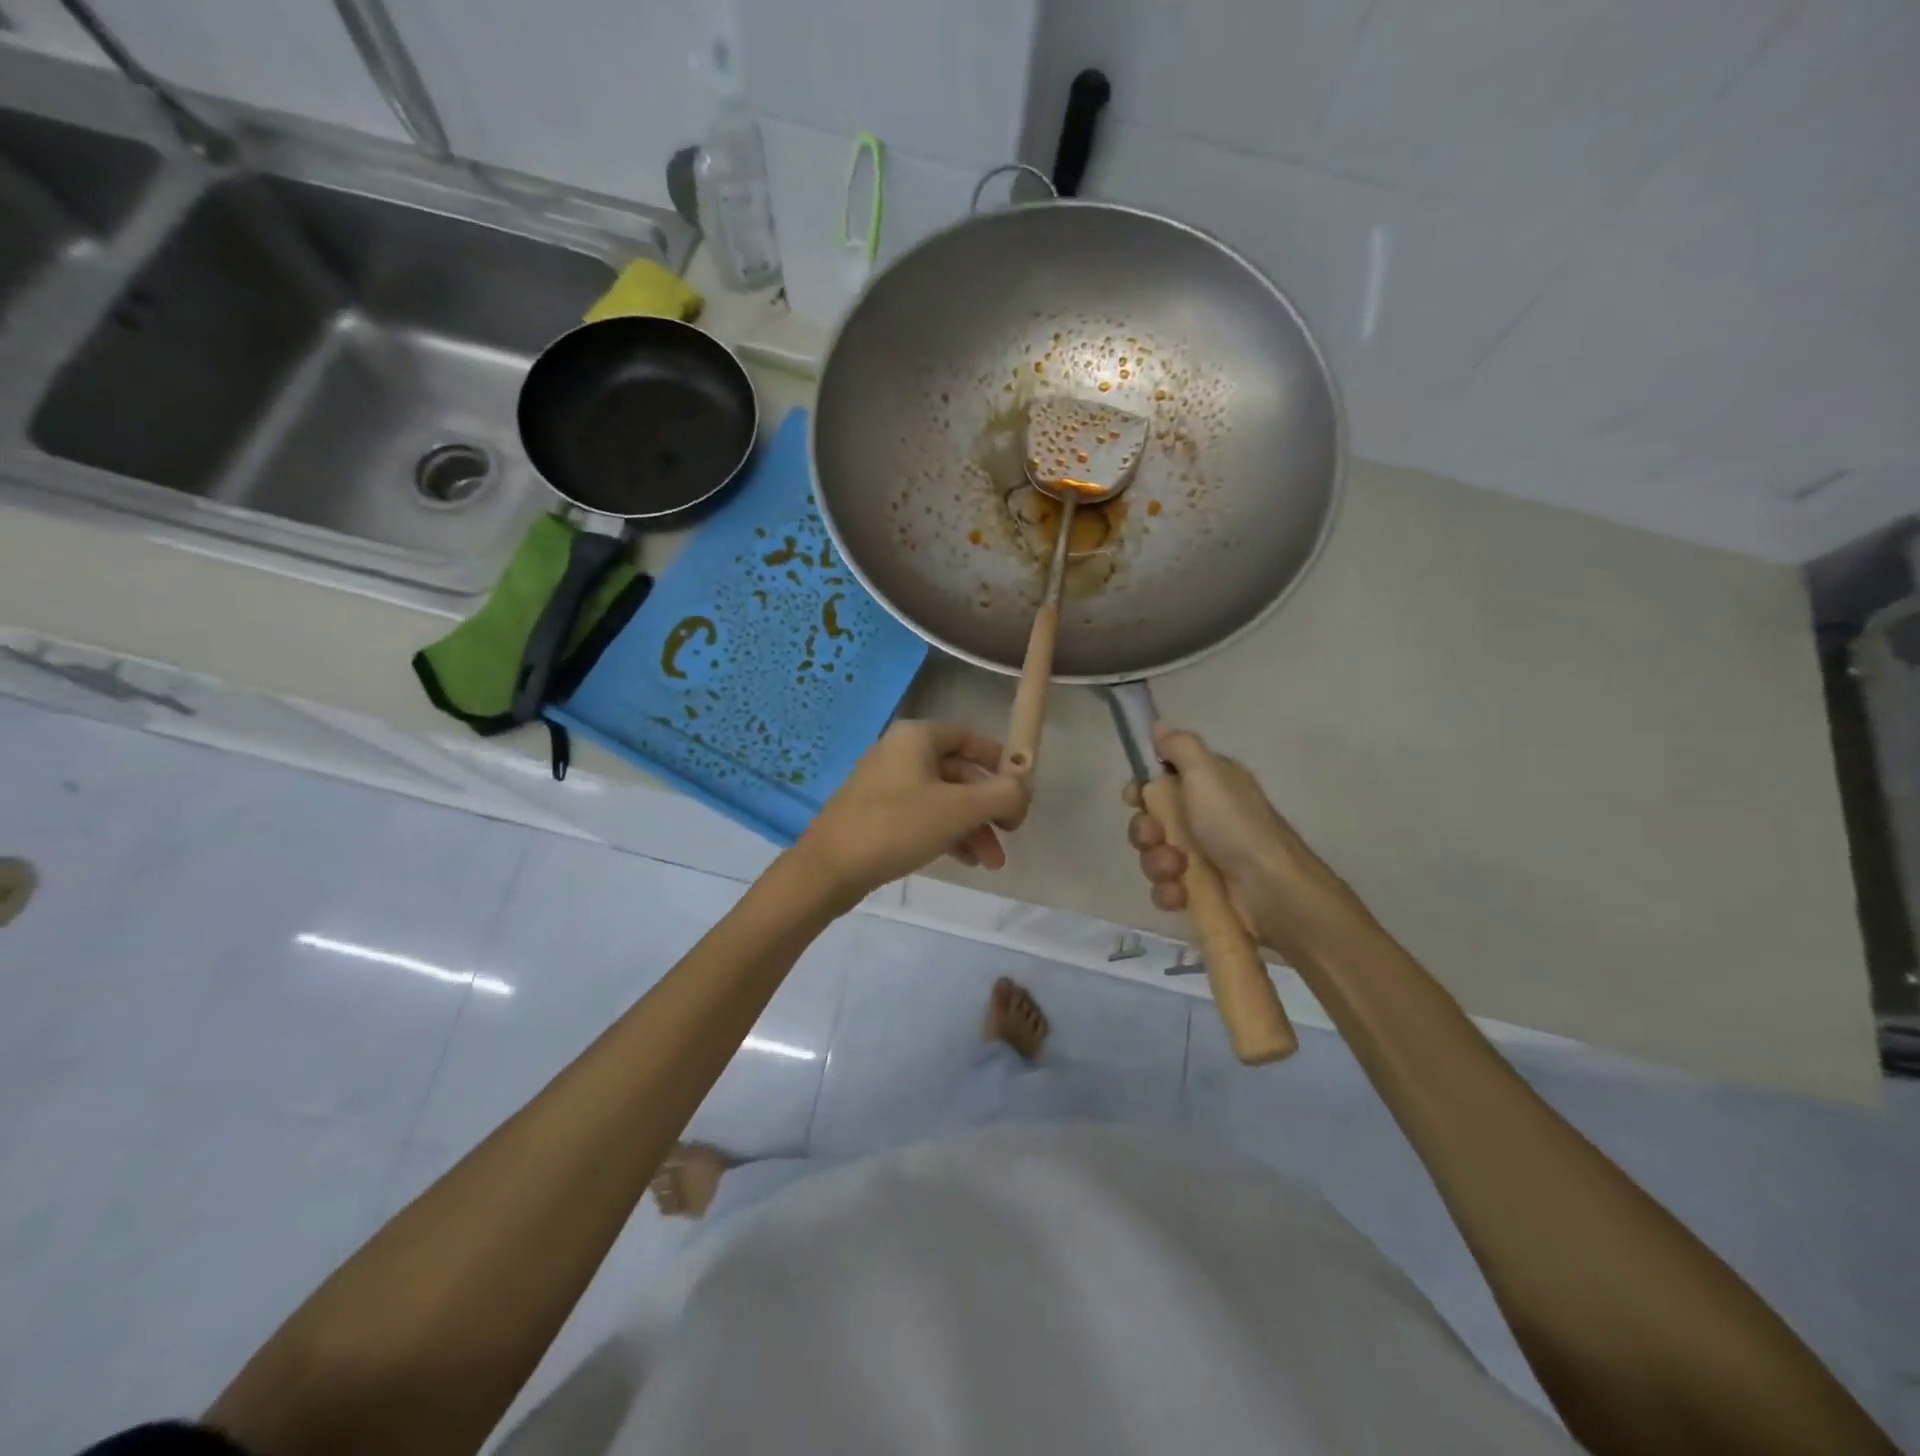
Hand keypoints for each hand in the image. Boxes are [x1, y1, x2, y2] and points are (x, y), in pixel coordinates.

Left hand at [796, 721, 1029, 905]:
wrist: (829, 868)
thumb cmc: (897, 826)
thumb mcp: (959, 809)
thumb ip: (1001, 794)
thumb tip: (1023, 789)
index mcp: (917, 737)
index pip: (970, 738)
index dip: (1000, 762)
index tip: (1021, 791)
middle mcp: (901, 753)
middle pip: (960, 773)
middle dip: (989, 806)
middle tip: (1011, 834)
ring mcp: (887, 784)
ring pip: (944, 799)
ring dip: (973, 826)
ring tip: (992, 862)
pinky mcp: (878, 814)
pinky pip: (924, 816)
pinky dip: (948, 833)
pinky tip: (968, 861)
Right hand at [1125, 724, 1363, 949]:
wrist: (1272, 891)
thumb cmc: (1236, 826)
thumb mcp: (1207, 773)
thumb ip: (1180, 747)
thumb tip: (1158, 725)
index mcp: (1208, 786)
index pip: (1160, 780)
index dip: (1141, 789)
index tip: (1134, 798)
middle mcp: (1203, 818)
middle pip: (1150, 820)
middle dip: (1145, 831)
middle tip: (1156, 837)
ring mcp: (1201, 857)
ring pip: (1154, 856)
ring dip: (1156, 863)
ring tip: (1177, 870)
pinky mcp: (1199, 892)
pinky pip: (1165, 888)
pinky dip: (1168, 892)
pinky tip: (1181, 895)